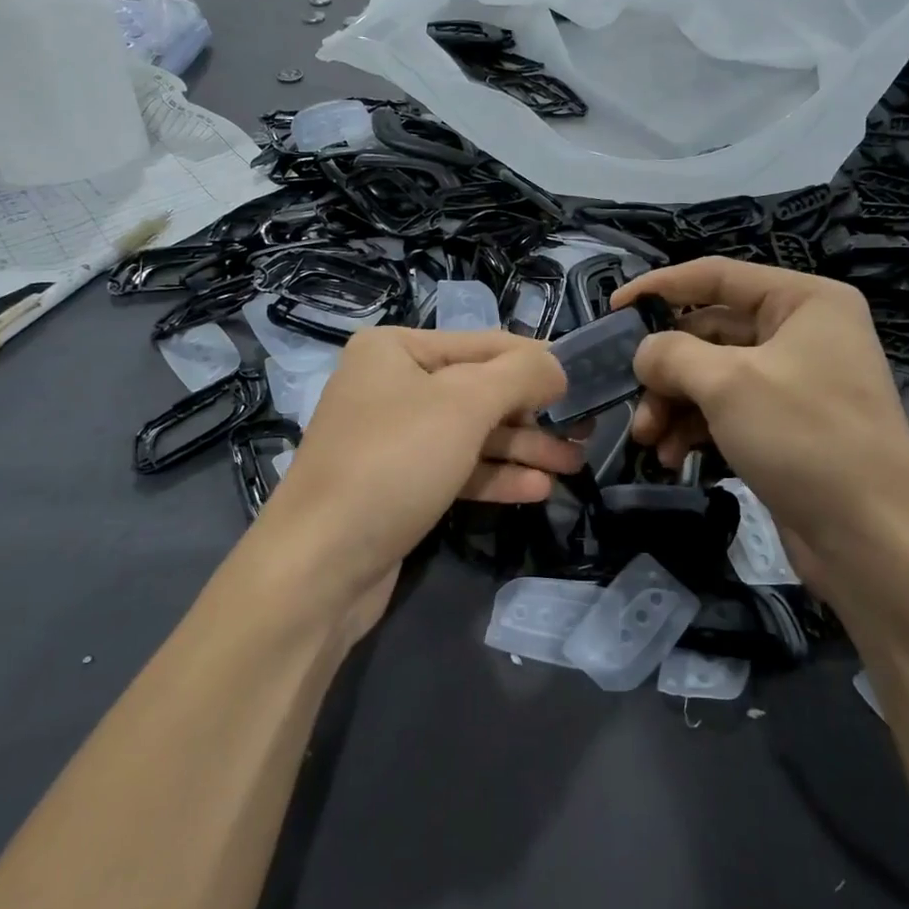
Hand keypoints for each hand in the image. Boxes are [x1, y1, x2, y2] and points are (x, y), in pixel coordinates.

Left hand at [251, 327, 580, 637]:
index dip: (538, 362)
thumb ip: (520, 375)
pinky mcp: (399, 484)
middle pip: (480, 391)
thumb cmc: (395, 461)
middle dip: (534, 413)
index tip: (587, 381)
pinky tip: (538, 488)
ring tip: (574, 463)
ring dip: (523, 447)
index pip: (485, 344)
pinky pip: (456, 469)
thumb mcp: (465, 404)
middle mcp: (392, 386)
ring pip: (472, 434)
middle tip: (585, 432)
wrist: (320, 564)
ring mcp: (393, 438)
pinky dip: (495, 476)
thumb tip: (557, 365)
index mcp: (396, 349)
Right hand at [612, 258, 908, 589]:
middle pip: (710, 332)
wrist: (873, 539)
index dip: (660, 287)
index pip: (717, 275)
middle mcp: (802, 334)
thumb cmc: (804, 437)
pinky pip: (726, 412)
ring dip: (673, 404)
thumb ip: (672, 354)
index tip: (612, 309)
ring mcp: (795, 383)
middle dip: (666, 368)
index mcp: (803, 301)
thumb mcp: (728, 383)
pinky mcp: (786, 428)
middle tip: (631, 398)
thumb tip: (643, 352)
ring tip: (646, 439)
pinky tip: (670, 456)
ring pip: (713, 377)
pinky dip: (694, 429)